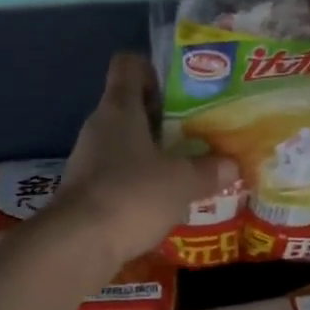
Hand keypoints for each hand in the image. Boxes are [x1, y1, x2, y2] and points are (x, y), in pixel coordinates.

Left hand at [58, 53, 236, 263]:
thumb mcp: (182, 181)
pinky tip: (164, 199)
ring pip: (126, 143)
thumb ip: (209, 170)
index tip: (181, 87)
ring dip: (153, 152)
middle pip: (130, 106)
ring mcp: (88, 159)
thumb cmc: (132, 195)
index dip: (153, 68)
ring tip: (187, 167)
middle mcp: (99, 126)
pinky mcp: (85, 191)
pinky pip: (118, 174)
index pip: (128, 65)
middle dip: (164, 117)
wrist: (78, 244)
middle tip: (197, 130)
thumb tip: (231, 164)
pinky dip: (140, 181)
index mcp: (120, 108)